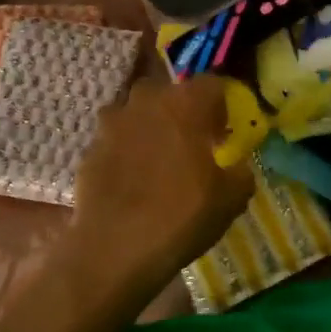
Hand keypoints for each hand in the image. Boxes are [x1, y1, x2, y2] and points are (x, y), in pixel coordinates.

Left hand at [68, 74, 255, 309]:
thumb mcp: (232, 198)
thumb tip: (237, 166)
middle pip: (169, 92)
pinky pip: (115, 140)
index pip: (212, 83)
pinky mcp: (89, 147)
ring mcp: (112, 122)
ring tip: (157, 162)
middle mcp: (147, 100)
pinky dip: (124, 152)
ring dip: (149, 128)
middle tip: (190, 144)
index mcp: (186, 103)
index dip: (220, 106)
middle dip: (181, 112)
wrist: (114, 248)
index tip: (221, 134)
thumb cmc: (181, 215)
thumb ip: (240, 172)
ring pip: (137, 113)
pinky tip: (132, 182)